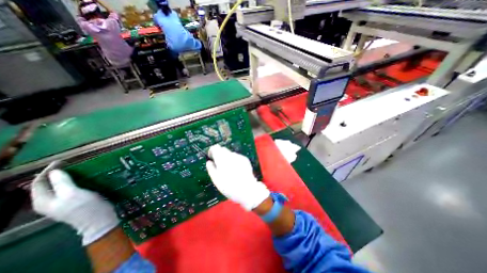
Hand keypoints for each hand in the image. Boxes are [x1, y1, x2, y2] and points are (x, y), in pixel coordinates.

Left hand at [31, 161, 118, 245]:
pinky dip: (74, 182)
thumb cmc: (85, 207)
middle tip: (70, 164)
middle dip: (56, 173)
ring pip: (59, 187)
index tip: (62, 161)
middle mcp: (49, 202)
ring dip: (66, 177)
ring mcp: (62, 203)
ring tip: (77, 169)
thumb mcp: (73, 193)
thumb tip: (55, 171)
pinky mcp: (74, 202)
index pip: (39, 183)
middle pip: (47, 185)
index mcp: (44, 201)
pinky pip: (69, 189)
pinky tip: (83, 179)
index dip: (48, 171)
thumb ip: (62, 182)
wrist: (99, 220)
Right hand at [204, 145, 267, 211]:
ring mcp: (239, 157)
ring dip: (227, 158)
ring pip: (230, 154)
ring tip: (229, 170)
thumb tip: (209, 162)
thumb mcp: (216, 179)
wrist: (247, 189)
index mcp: (222, 158)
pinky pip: (237, 157)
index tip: (211, 158)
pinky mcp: (245, 159)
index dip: (212, 151)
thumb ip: (211, 168)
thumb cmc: (229, 186)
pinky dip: (234, 161)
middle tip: (219, 165)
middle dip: (219, 155)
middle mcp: (231, 155)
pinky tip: (236, 170)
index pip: (215, 147)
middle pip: (223, 149)